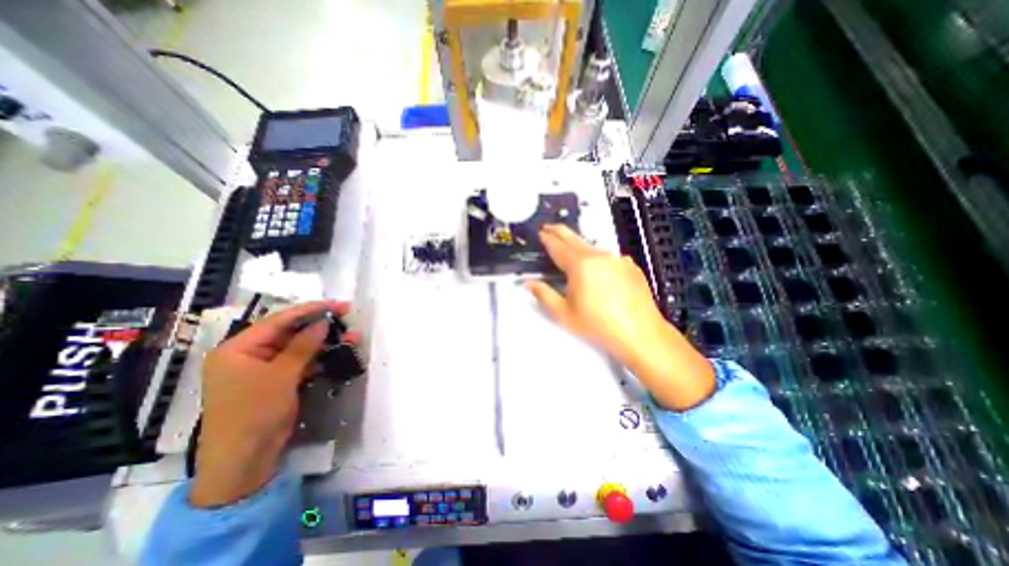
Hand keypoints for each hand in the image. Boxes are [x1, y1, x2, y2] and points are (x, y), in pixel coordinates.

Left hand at [193, 301, 350, 508]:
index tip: (338, 304)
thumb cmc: (254, 413)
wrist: (245, 461)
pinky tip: (338, 352)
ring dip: (324, 342)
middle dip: (320, 325)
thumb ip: (303, 345)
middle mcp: (249, 354)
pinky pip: (301, 362)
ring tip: (351, 336)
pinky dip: (319, 357)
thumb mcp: (281, 376)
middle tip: (347, 317)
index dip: (310, 310)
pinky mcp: (277, 381)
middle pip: (290, 331)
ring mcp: (264, 369)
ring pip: (299, 347)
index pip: (279, 320)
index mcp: (238, 349)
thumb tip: (324, 322)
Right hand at [529, 225, 715, 409]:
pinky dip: (597, 258)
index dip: (547, 238)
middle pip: (574, 238)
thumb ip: (543, 294)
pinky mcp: (630, 266)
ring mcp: (617, 259)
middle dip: (559, 231)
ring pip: (592, 247)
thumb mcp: (564, 313)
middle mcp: (599, 256)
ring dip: (578, 245)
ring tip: (570, 250)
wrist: (641, 333)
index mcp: (580, 265)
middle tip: (549, 227)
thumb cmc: (598, 325)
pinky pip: (608, 257)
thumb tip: (528, 283)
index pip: (558, 246)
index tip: (540, 232)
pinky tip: (597, 270)